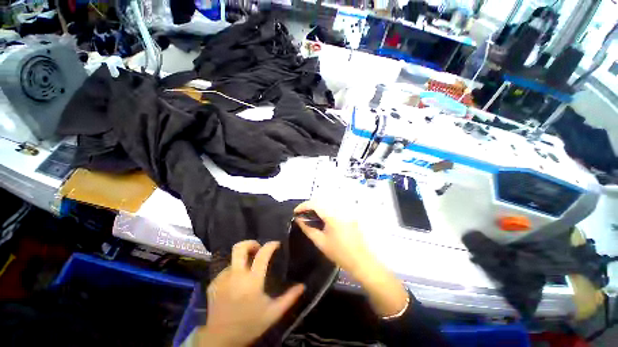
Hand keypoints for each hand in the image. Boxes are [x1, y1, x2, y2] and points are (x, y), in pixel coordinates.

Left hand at [197, 240, 304, 346]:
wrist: (220, 341)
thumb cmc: (249, 326)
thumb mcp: (273, 314)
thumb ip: (289, 298)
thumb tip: (302, 286)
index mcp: (252, 282)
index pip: (262, 254)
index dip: (271, 245)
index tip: (276, 244)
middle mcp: (236, 276)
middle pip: (240, 247)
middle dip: (251, 243)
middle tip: (258, 248)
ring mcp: (222, 279)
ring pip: (233, 259)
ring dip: (242, 261)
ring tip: (248, 271)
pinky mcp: (213, 284)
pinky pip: (225, 270)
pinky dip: (233, 272)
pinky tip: (236, 283)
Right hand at [294, 200, 372, 277]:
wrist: (361, 261)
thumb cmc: (339, 253)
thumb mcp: (320, 242)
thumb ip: (308, 229)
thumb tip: (298, 219)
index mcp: (332, 216)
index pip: (315, 204)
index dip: (303, 206)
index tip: (295, 212)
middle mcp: (339, 210)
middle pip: (321, 201)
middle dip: (309, 205)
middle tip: (302, 214)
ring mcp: (346, 211)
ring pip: (328, 203)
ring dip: (317, 206)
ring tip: (310, 215)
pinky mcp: (349, 214)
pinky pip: (334, 207)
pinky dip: (325, 209)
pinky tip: (322, 218)